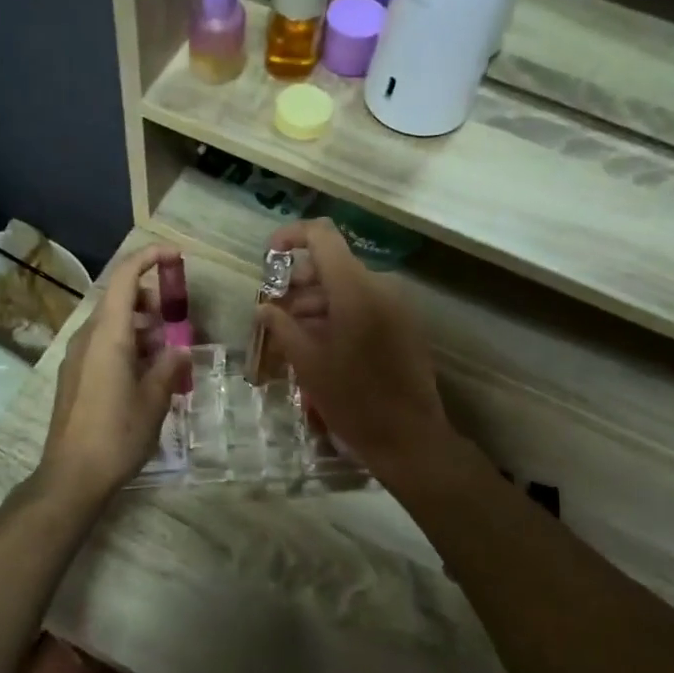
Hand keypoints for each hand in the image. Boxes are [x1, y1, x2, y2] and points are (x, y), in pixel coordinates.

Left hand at [39, 244, 188, 501]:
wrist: (72, 476)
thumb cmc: (117, 434)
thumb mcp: (154, 400)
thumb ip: (168, 367)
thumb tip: (178, 350)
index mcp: (108, 335)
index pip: (125, 278)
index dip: (149, 258)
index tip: (175, 255)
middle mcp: (87, 338)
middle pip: (118, 299)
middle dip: (151, 301)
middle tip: (178, 322)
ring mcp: (77, 357)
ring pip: (112, 324)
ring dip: (141, 327)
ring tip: (167, 354)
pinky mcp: (74, 376)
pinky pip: (103, 345)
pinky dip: (127, 346)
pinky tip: (147, 374)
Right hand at [256, 219, 450, 482]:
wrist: (409, 437)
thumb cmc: (353, 400)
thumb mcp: (308, 364)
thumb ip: (282, 326)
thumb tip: (264, 307)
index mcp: (355, 288)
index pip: (322, 235)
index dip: (291, 237)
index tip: (268, 259)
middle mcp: (379, 286)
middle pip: (332, 265)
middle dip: (297, 284)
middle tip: (273, 315)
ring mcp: (396, 305)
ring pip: (347, 287)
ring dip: (316, 303)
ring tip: (292, 337)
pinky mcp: (404, 324)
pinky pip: (365, 305)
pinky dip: (338, 315)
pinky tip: (321, 346)